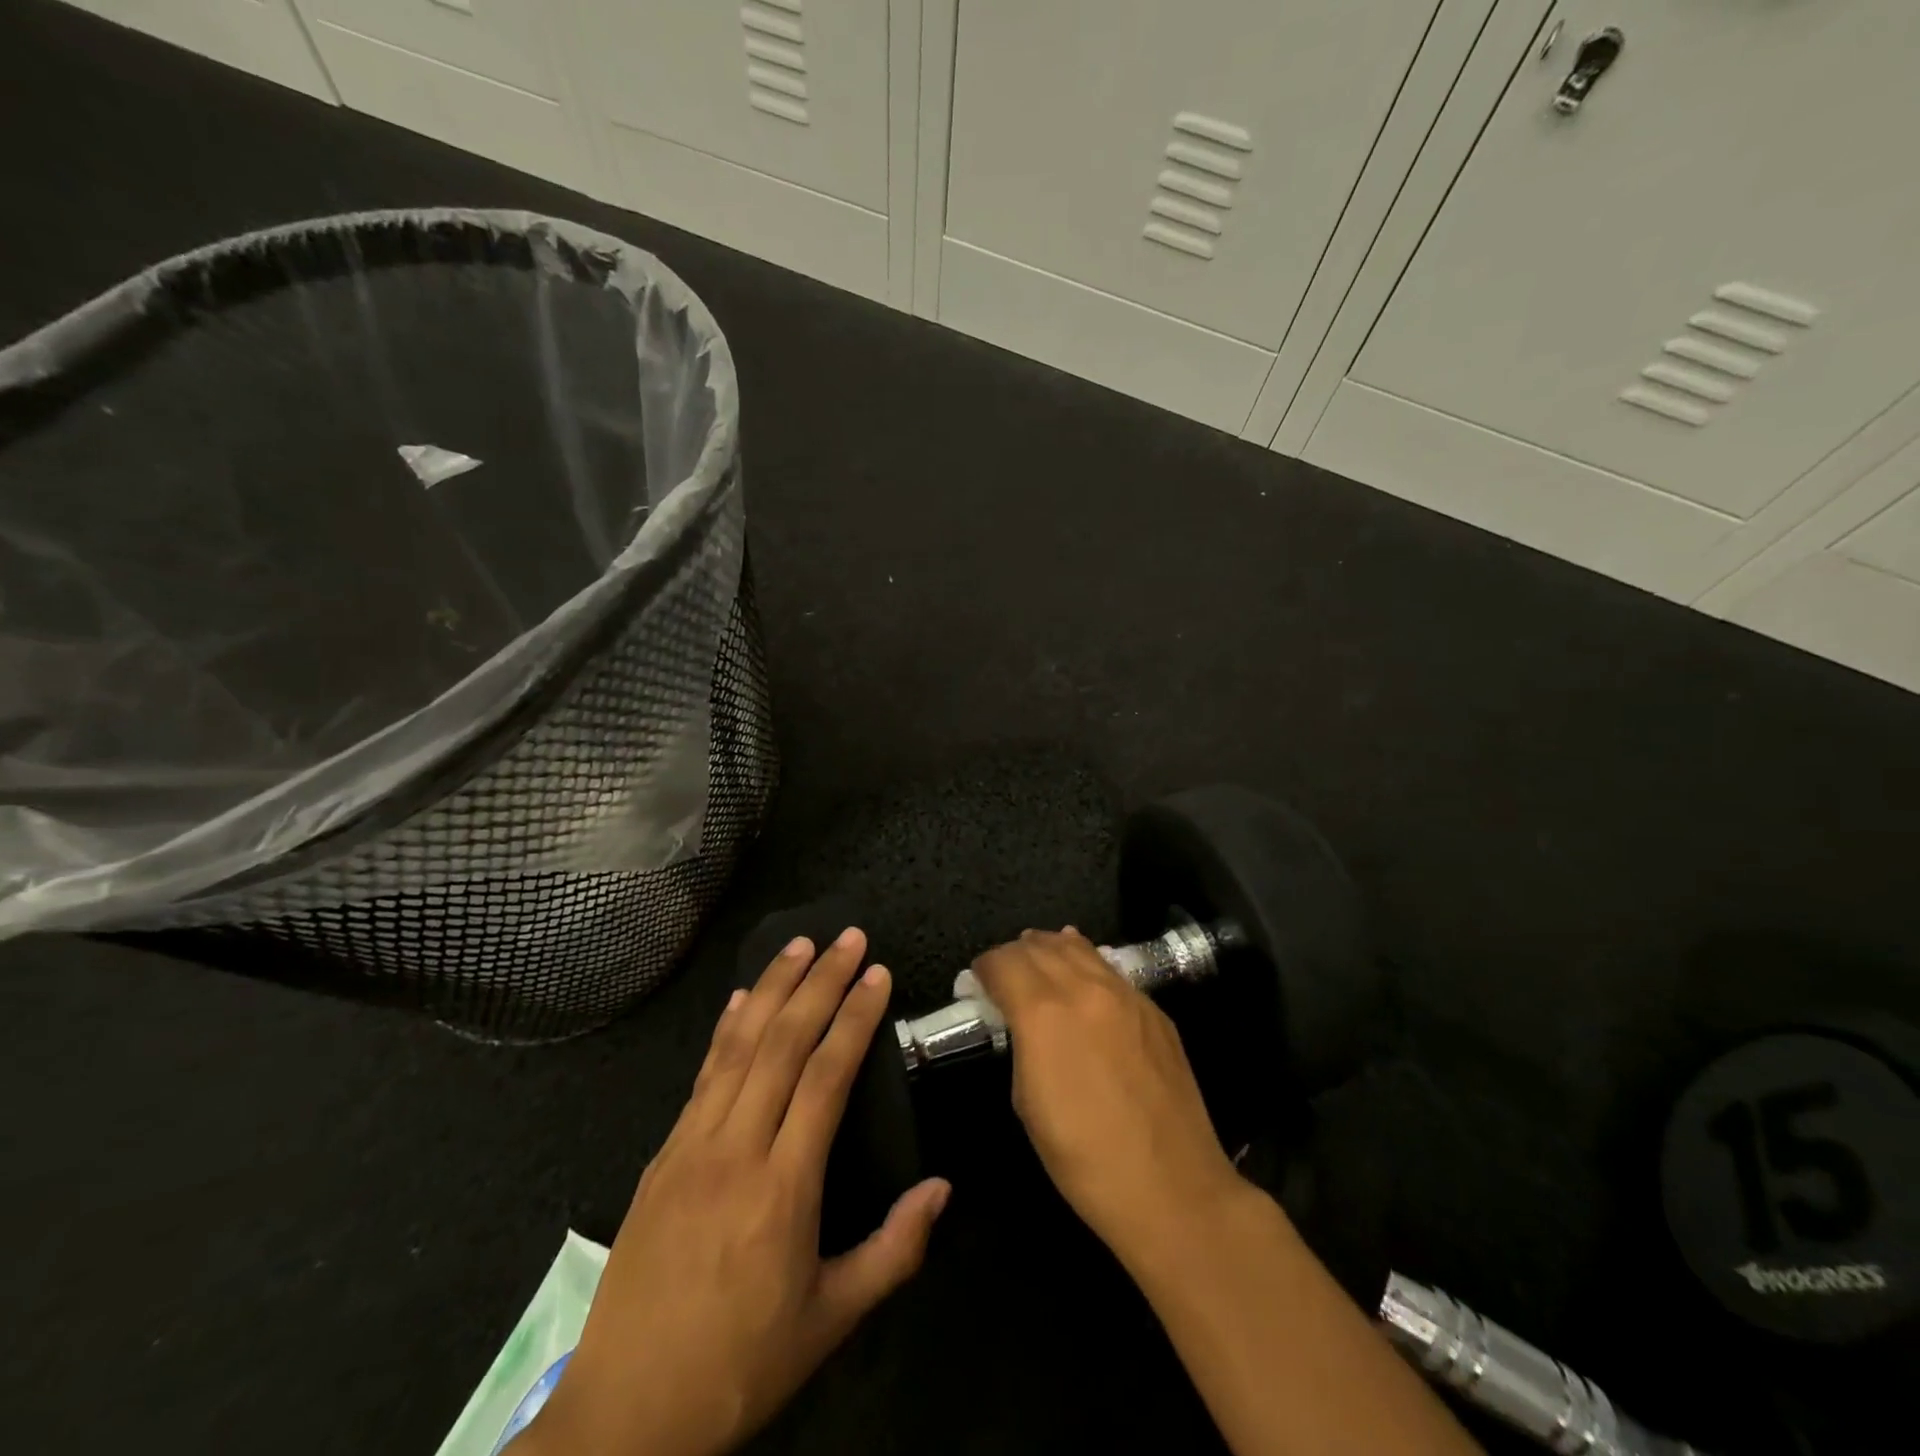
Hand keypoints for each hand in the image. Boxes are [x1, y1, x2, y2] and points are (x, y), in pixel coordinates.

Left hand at [521, 929, 950, 1455]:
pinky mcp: (663, 1153)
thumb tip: (942, 1187)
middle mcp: (737, 1148)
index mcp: (784, 1186)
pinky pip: (702, 1074)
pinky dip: (726, 1029)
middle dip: (820, 981)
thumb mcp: (831, 1320)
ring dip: (772, 987)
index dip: (855, 1017)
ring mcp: (692, 1145)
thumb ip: (894, 1249)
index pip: (826, 1075)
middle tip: (849, 937)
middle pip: (783, 1042)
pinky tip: (741, 1001)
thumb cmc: (740, 1366)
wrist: (626, 1415)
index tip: (877, 974)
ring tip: (800, 944)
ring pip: (738, 1045)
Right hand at [969, 928, 1246, 1265]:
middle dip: (1014, 954)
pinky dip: (1086, 962)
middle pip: (1039, 946)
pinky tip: (1083, 973)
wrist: (1171, 1188)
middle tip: (1004, 973)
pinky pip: (1110, 969)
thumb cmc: (1083, 1158)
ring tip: (1039, 957)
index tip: (978, 982)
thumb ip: (1020, 1044)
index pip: (1003, 962)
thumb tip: (1018, 1021)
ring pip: (1078, 948)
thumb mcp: (1027, 1102)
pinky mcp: (1154, 1008)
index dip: (984, 968)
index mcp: (1043, 1013)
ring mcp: (1125, 994)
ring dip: (1050, 948)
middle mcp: (1083, 989)